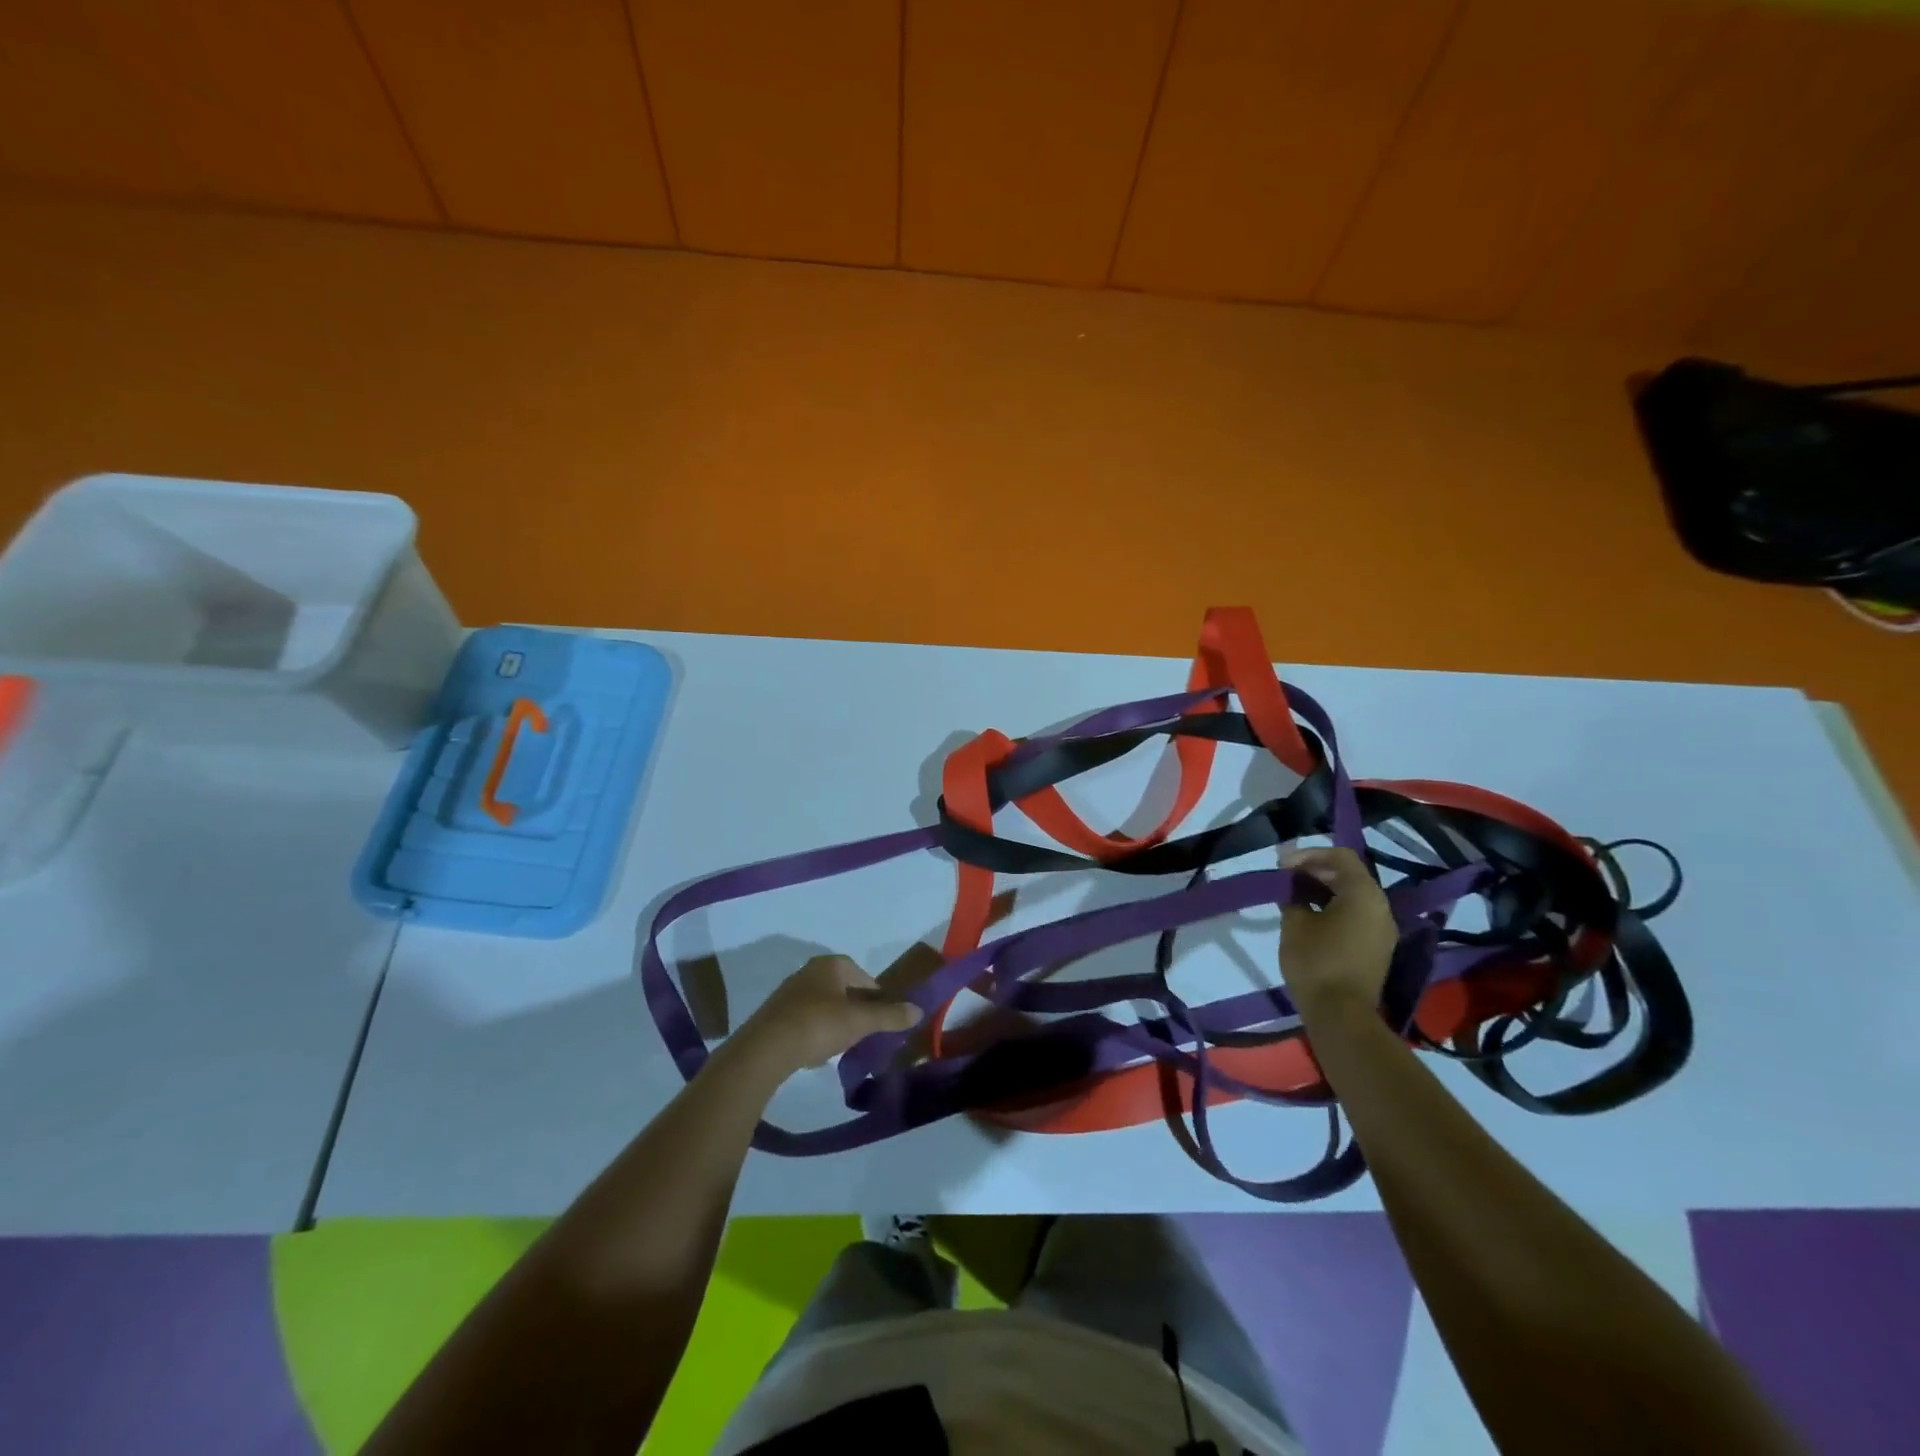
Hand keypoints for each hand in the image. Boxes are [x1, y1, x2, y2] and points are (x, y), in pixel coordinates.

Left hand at [733, 955, 921, 1077]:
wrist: (765, 1050)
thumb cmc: (817, 1025)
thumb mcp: (860, 1021)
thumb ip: (889, 1016)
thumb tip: (918, 1010)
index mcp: (829, 965)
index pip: (861, 974)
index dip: (875, 994)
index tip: (882, 1015)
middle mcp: (808, 972)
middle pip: (841, 988)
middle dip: (855, 1007)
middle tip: (866, 1030)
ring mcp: (788, 994)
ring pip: (823, 1004)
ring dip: (835, 1020)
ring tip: (844, 1044)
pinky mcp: (775, 1016)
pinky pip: (805, 1020)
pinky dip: (816, 1032)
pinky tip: (818, 1051)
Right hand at [1279, 847, 1397, 1019]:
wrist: (1342, 1015)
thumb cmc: (1316, 962)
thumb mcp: (1295, 923)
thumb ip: (1293, 897)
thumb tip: (1294, 889)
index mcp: (1364, 894)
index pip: (1340, 856)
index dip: (1309, 854)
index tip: (1282, 866)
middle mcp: (1381, 907)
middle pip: (1349, 875)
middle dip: (1315, 871)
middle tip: (1285, 878)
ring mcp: (1382, 929)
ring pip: (1353, 896)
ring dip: (1323, 890)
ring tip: (1293, 896)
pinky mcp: (1377, 948)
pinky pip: (1356, 915)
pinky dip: (1333, 908)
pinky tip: (1309, 917)